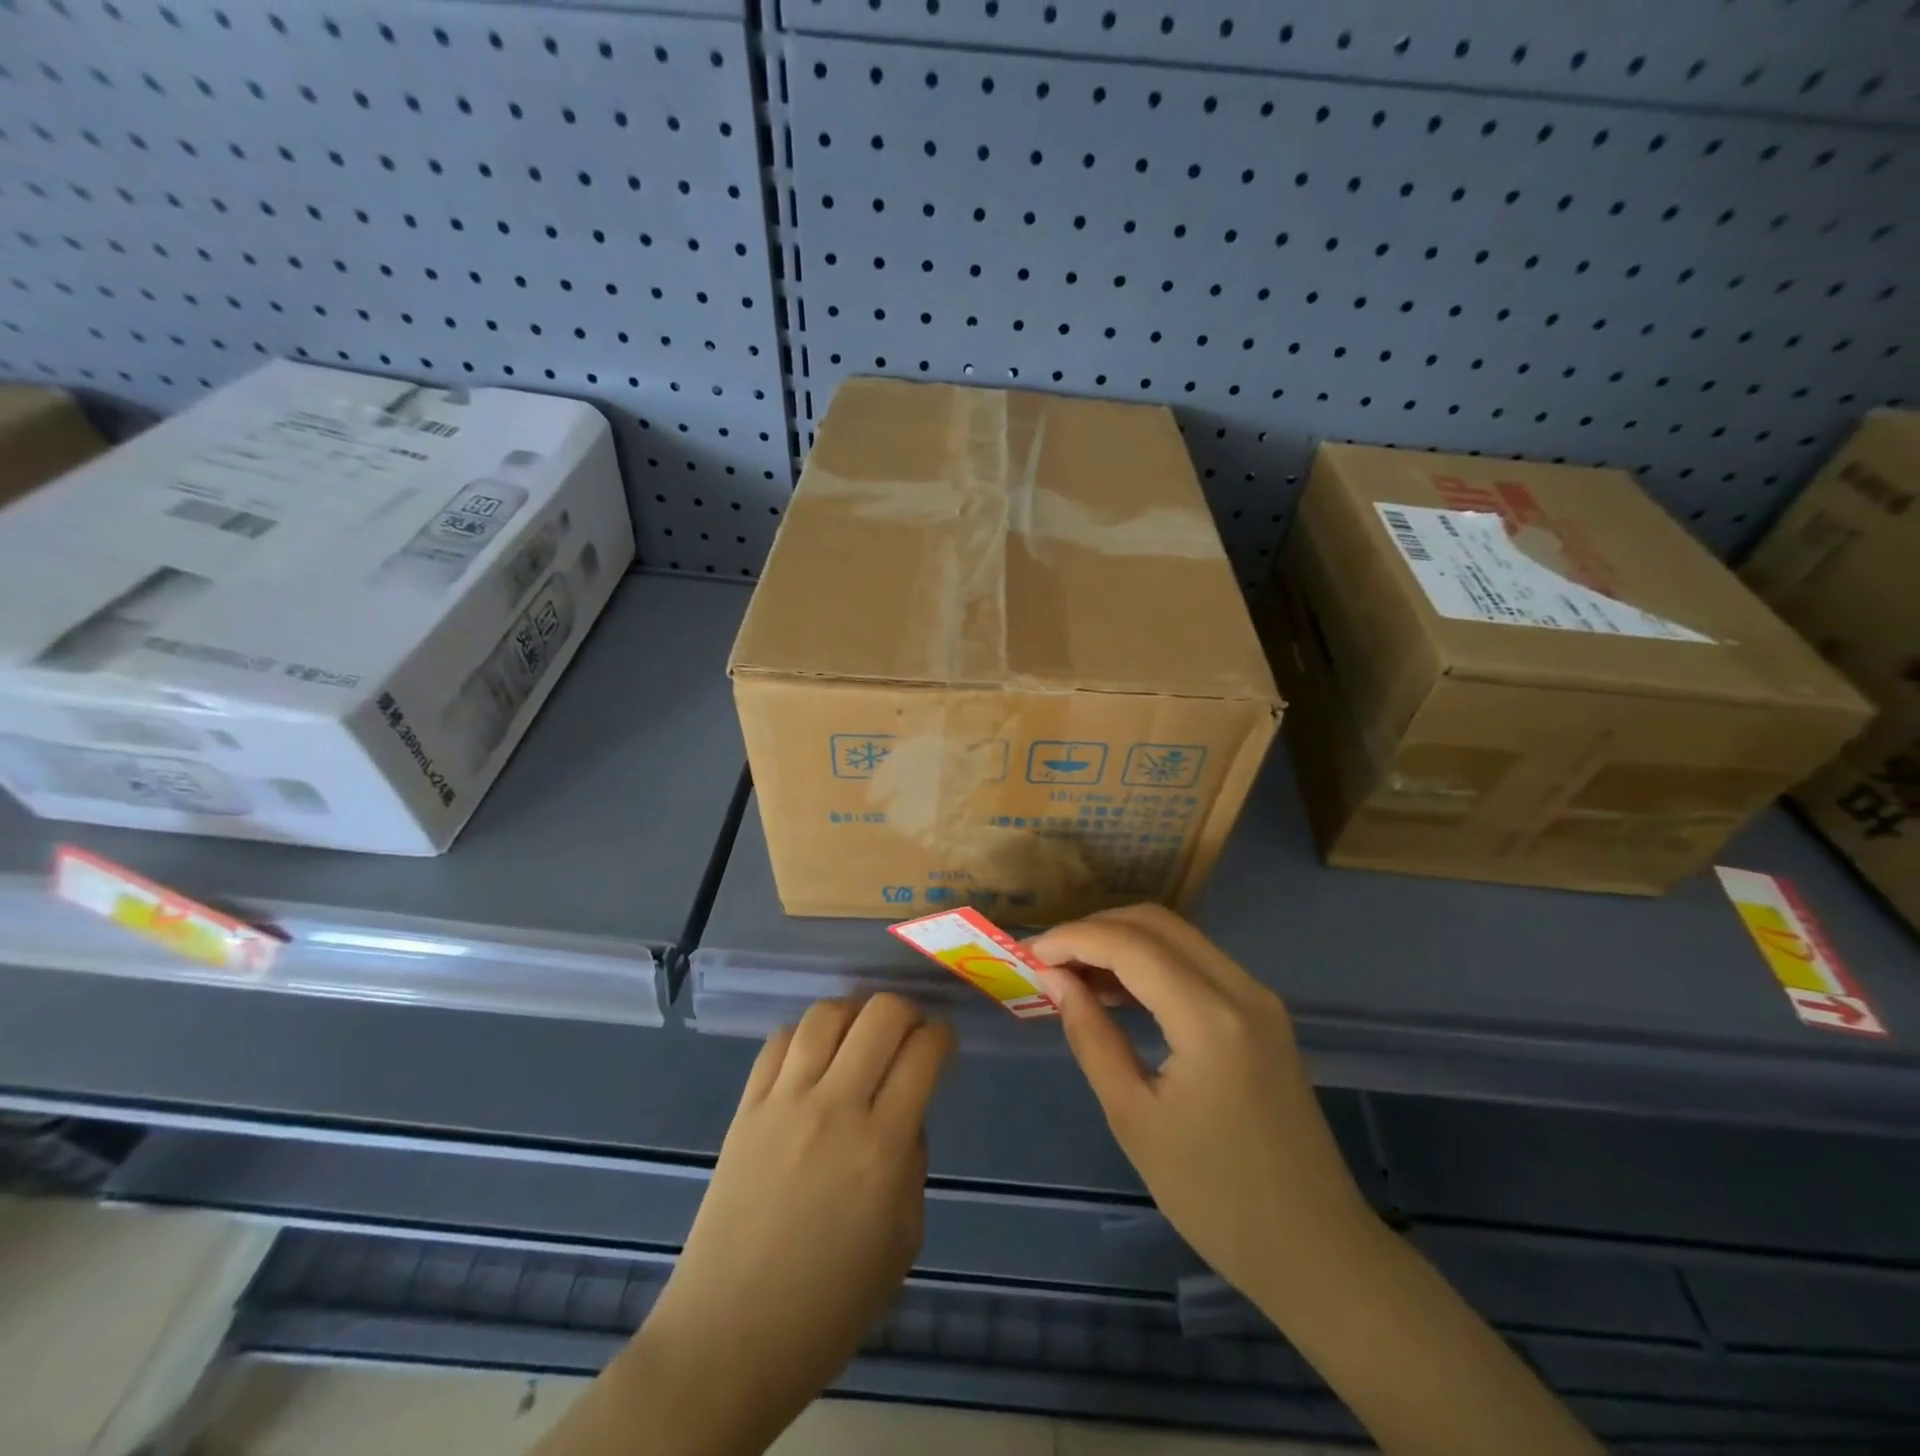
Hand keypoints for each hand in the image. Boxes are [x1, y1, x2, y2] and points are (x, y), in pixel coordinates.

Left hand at [632, 995, 953, 1450]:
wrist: (731, 1337)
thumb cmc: (830, 1305)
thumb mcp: (903, 1241)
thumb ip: (912, 1162)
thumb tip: (906, 1112)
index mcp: (882, 1148)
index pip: (924, 1053)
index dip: (942, 1037)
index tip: (942, 1045)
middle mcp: (835, 1108)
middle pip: (880, 1014)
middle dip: (907, 1012)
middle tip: (909, 1035)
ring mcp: (784, 1102)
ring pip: (826, 1014)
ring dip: (855, 1013)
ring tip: (860, 1036)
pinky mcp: (746, 1107)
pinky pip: (779, 1041)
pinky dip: (805, 1035)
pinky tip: (814, 1056)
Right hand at [1032, 904, 1370, 1305]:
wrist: (1316, 1250)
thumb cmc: (1215, 1197)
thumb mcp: (1134, 1118)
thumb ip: (1091, 1036)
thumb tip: (1056, 980)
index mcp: (1210, 1018)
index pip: (1130, 944)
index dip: (1073, 939)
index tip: (1029, 955)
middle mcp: (1240, 989)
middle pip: (1156, 923)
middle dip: (1095, 930)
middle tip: (1049, 961)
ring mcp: (1258, 998)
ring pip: (1178, 937)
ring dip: (1123, 942)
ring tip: (1074, 975)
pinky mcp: (1263, 1013)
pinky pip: (1197, 963)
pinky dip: (1152, 962)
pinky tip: (1119, 991)